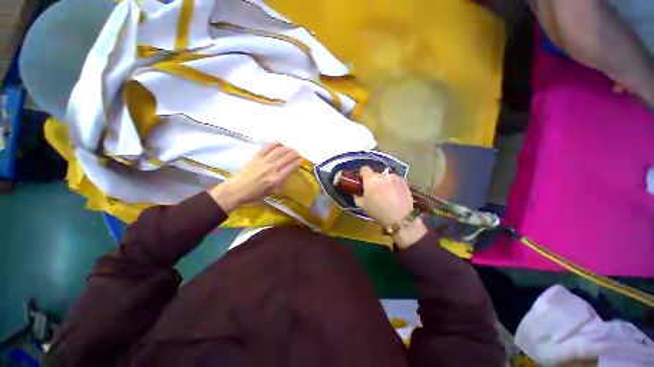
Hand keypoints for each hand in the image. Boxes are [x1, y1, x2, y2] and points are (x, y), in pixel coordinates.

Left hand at [209, 142, 300, 212]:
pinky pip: (266, 148)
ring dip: (286, 148)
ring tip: (291, 147)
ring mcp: (263, 162)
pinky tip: (279, 142)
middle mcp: (271, 168)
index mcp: (275, 179)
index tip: (300, 160)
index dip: (296, 163)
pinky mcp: (256, 157)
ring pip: (278, 152)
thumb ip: (279, 183)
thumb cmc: (254, 194)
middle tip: (298, 152)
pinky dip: (273, 144)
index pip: (289, 168)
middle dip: (294, 154)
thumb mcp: (270, 192)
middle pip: (286, 158)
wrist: (236, 190)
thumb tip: (285, 176)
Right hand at [354, 166, 427, 247]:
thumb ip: (357, 196)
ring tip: (387, 194)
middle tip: (375, 192)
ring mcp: (395, 177)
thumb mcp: (362, 206)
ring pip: (386, 177)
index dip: (362, 175)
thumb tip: (356, 191)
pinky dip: (393, 184)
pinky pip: (395, 180)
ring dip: (384, 182)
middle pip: (376, 174)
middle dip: (374, 181)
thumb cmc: (379, 212)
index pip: (364, 169)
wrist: (401, 219)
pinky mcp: (404, 181)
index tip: (363, 183)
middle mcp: (383, 175)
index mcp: (371, 179)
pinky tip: (395, 194)